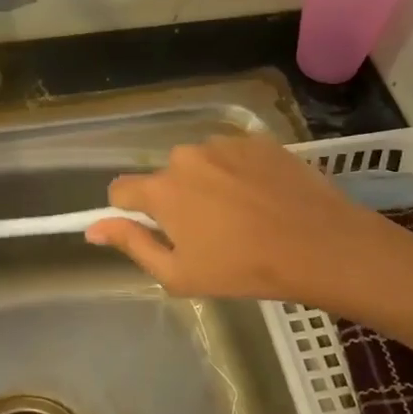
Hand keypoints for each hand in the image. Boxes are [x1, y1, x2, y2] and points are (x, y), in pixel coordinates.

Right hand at [85, 132, 377, 300]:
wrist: (319, 245)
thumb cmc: (243, 269)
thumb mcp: (178, 273)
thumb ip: (132, 244)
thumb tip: (93, 227)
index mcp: (162, 190)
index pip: (121, 190)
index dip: (130, 212)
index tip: (153, 231)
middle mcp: (186, 156)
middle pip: (164, 177)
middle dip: (175, 200)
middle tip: (207, 233)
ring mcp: (225, 144)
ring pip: (199, 164)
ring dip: (208, 184)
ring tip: (241, 215)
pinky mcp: (258, 140)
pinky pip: (232, 155)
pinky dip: (238, 173)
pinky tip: (262, 198)